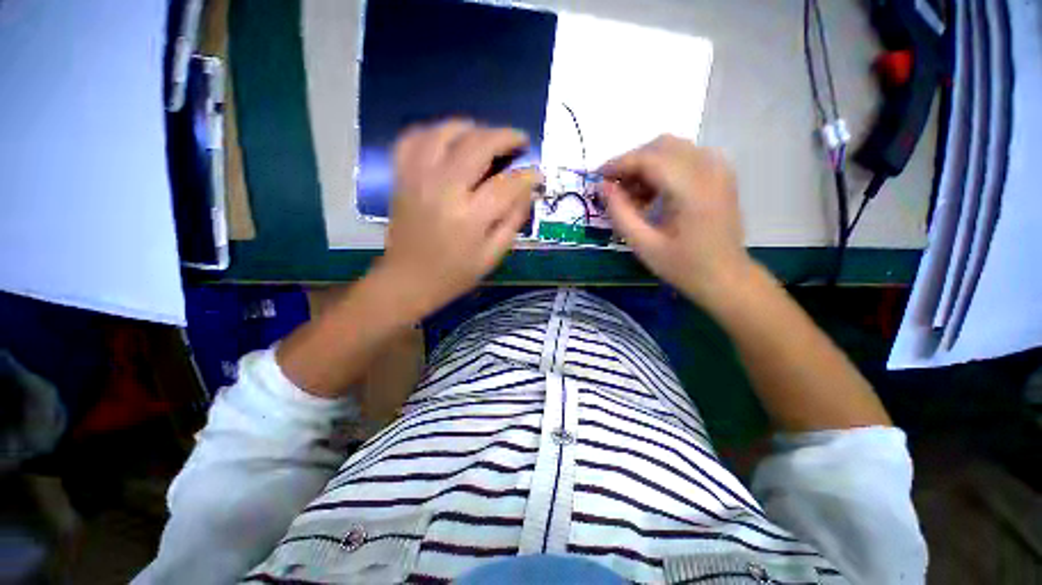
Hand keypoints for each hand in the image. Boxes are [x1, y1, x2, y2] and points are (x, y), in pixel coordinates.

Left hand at [375, 120, 539, 318]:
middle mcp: (443, 190)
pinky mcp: (401, 177)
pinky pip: (413, 138)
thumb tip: (529, 191)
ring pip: (444, 132)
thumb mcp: (492, 256)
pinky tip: (447, 140)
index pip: (507, 184)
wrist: (408, 280)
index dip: (528, 175)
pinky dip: (432, 132)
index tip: (538, 174)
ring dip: (470, 127)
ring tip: (485, 136)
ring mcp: (418, 179)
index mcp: (470, 218)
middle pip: (477, 146)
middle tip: (519, 140)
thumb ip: (513, 222)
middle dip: (505, 136)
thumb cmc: (454, 274)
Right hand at [601, 135, 753, 307]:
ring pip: (673, 148)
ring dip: (646, 164)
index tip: (597, 177)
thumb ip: (620, 213)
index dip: (619, 164)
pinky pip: (685, 157)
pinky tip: (654, 193)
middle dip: (631, 162)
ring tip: (632, 195)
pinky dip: (663, 168)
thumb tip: (602, 187)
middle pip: (661, 145)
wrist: (725, 277)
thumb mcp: (643, 244)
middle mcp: (709, 169)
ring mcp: (719, 169)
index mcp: (691, 189)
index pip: (649, 158)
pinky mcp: (720, 175)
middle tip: (613, 188)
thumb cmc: (683, 266)